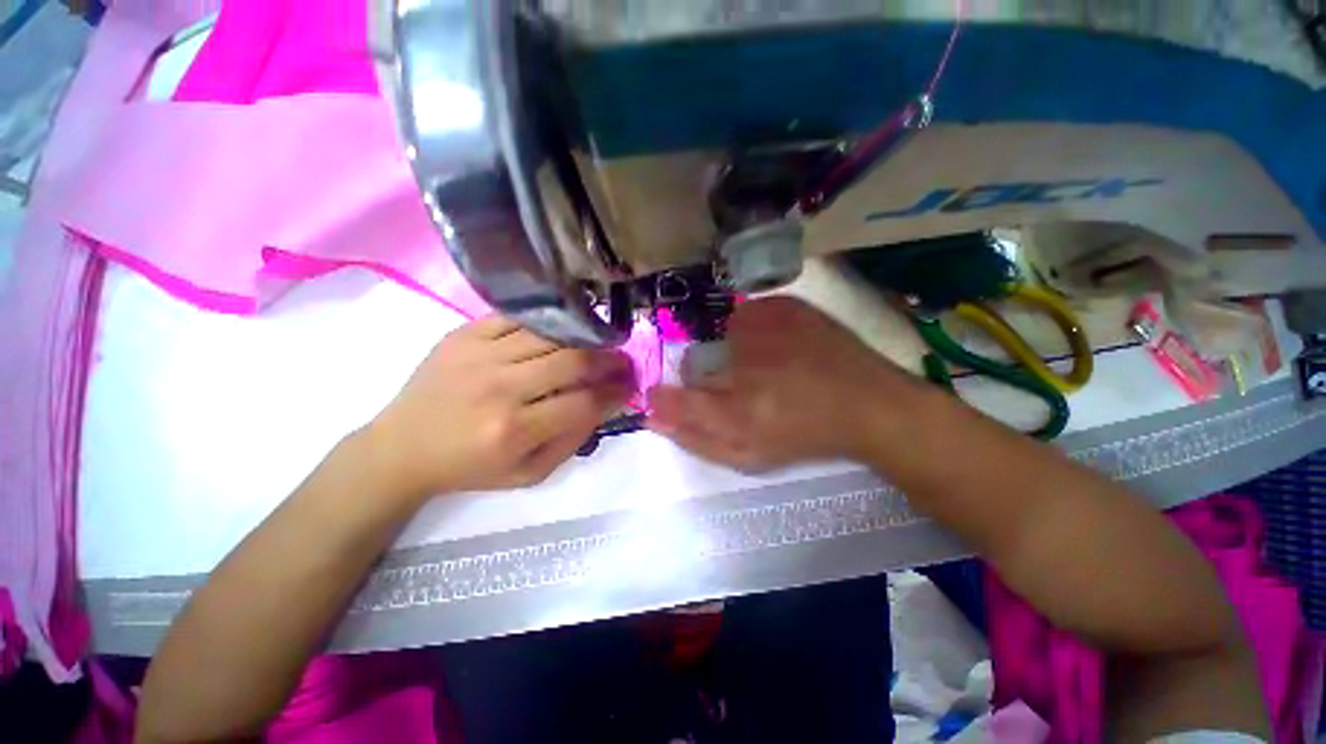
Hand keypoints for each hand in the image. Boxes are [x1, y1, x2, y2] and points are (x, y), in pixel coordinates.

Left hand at [365, 315, 633, 501]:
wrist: (402, 447)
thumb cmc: (470, 467)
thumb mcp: (529, 474)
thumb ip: (572, 440)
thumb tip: (604, 404)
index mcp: (514, 430)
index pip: (584, 402)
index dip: (616, 392)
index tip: (631, 385)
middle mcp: (499, 388)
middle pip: (573, 361)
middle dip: (610, 360)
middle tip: (624, 361)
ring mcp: (479, 355)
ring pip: (551, 335)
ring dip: (585, 339)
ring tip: (600, 344)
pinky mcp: (463, 334)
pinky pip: (518, 317)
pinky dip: (549, 323)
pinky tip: (563, 331)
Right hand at [647, 296, 926, 471]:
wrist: (867, 403)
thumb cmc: (805, 434)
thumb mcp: (749, 454)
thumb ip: (697, 438)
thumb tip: (654, 417)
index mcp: (738, 412)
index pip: (676, 399)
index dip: (665, 397)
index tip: (663, 395)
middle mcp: (745, 365)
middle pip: (696, 364)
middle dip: (707, 376)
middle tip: (744, 386)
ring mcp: (765, 327)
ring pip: (722, 337)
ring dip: (733, 352)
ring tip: (767, 367)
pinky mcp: (784, 306)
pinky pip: (747, 315)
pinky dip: (754, 330)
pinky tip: (779, 346)